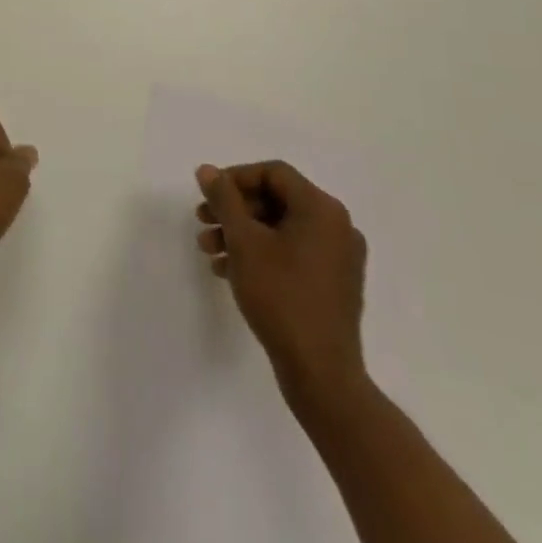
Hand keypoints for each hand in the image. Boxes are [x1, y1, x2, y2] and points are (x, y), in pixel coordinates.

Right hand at [196, 160, 370, 419]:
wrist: (321, 372)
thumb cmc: (281, 297)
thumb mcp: (244, 242)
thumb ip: (224, 199)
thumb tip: (207, 170)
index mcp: (322, 209)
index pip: (273, 173)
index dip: (235, 178)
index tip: (208, 196)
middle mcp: (337, 226)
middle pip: (276, 200)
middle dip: (234, 210)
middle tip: (202, 222)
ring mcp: (339, 257)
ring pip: (281, 229)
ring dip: (242, 233)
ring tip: (210, 251)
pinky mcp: (334, 284)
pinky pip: (293, 253)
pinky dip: (262, 254)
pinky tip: (230, 271)